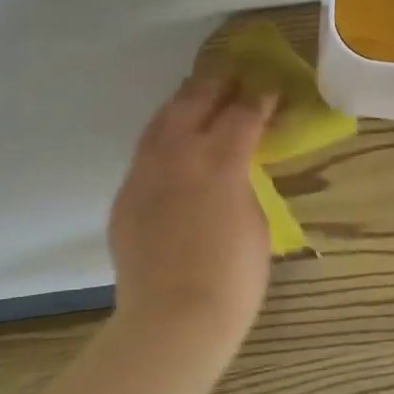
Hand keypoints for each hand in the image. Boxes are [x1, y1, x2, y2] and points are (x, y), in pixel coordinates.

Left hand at [109, 75, 276, 350]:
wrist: (173, 319)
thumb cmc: (233, 279)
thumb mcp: (256, 224)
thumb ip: (244, 186)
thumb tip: (234, 171)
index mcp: (220, 161)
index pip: (243, 114)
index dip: (259, 97)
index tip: (269, 86)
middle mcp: (178, 154)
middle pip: (195, 102)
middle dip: (216, 84)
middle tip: (231, 75)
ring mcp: (144, 173)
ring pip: (161, 121)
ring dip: (182, 103)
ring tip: (195, 95)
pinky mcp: (125, 196)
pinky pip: (144, 154)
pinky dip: (162, 140)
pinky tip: (170, 146)